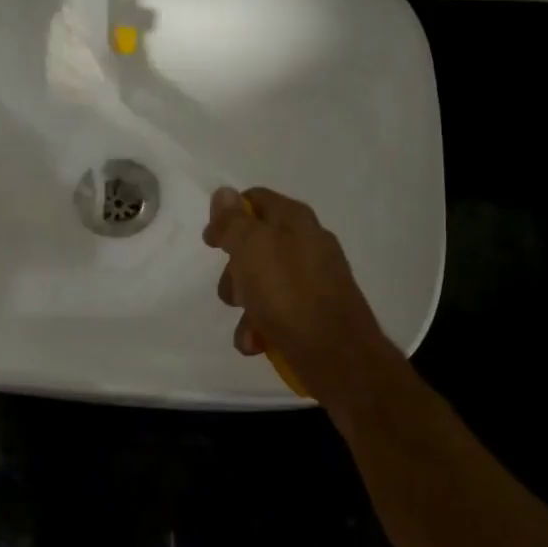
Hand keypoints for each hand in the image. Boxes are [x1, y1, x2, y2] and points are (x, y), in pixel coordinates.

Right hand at [202, 186, 398, 401]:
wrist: (336, 354)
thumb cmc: (287, 293)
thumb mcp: (251, 248)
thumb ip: (234, 221)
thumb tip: (224, 193)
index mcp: (294, 219)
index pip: (255, 200)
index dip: (228, 216)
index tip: (211, 242)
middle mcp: (307, 243)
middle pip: (254, 246)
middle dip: (234, 272)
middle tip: (233, 291)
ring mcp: (314, 279)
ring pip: (262, 283)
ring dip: (246, 306)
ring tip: (249, 326)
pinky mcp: (315, 311)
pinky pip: (277, 311)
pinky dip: (263, 326)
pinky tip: (259, 342)